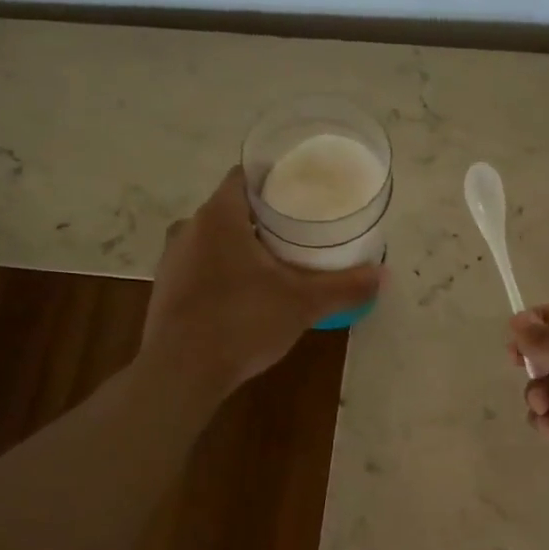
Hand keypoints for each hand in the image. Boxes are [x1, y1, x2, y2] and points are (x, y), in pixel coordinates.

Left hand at [143, 166, 381, 399]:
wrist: (181, 373)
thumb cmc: (242, 322)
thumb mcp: (303, 304)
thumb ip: (344, 287)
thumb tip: (383, 275)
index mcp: (219, 216)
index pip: (243, 176)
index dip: (272, 180)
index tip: (299, 194)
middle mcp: (189, 228)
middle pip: (230, 209)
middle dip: (261, 218)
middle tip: (296, 233)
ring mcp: (171, 260)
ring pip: (212, 239)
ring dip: (239, 246)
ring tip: (274, 263)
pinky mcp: (165, 289)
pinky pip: (199, 267)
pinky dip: (221, 271)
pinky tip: (244, 296)